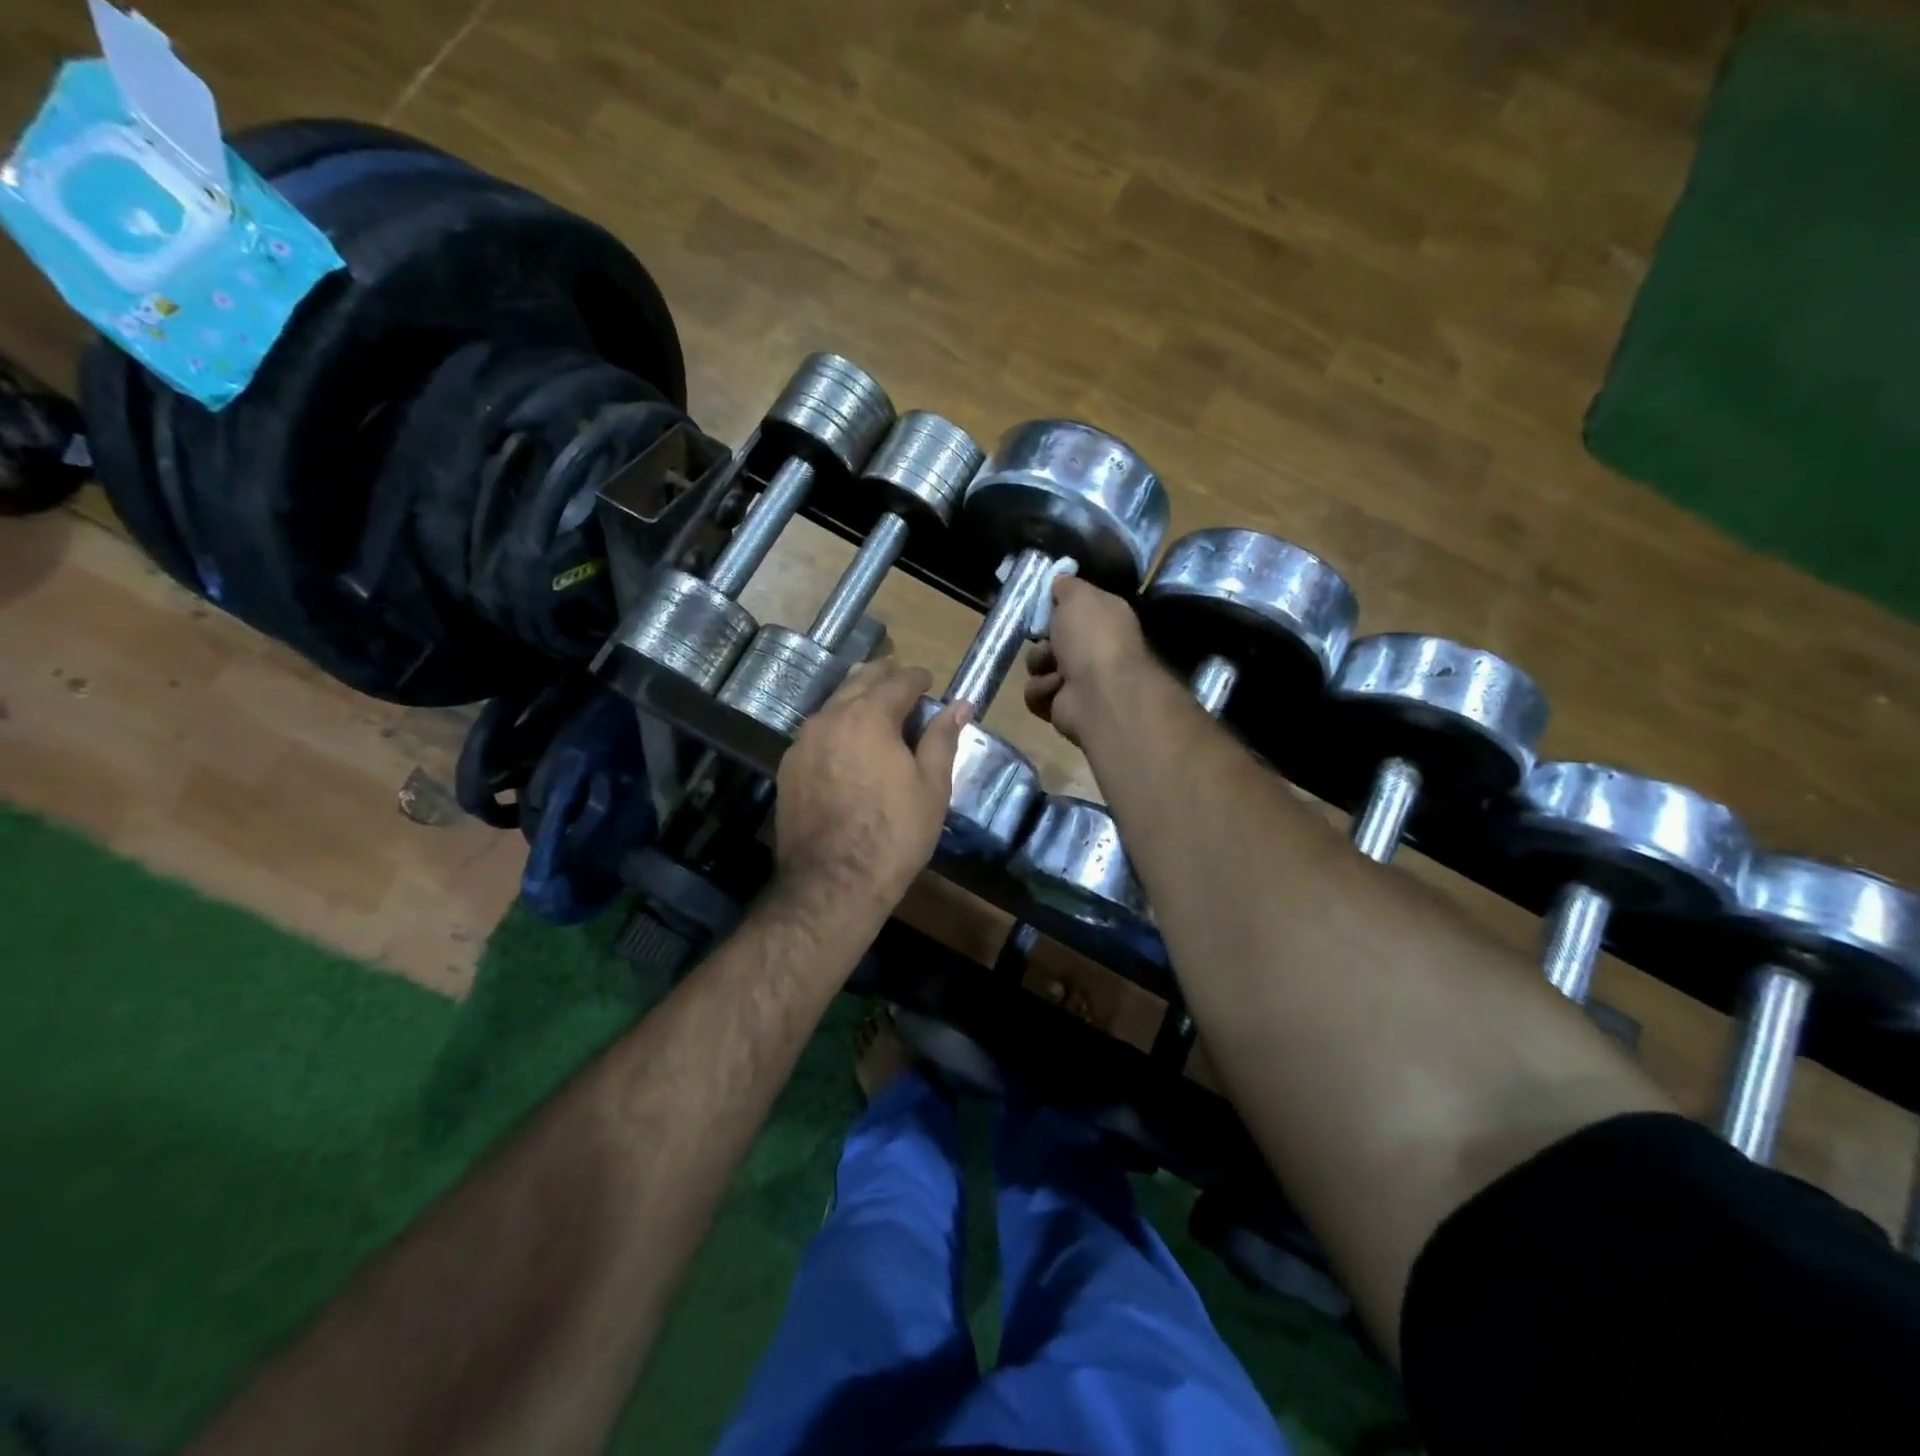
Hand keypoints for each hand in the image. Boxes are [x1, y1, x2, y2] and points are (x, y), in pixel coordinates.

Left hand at [773, 661, 969, 917]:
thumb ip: (942, 738)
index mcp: (869, 715)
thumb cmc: (894, 833)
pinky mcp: (789, 767)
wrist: (832, 882)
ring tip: (878, 712)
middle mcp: (830, 717)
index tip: (930, 684)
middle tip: (905, 688)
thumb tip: (960, 705)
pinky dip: (837, 726)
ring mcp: (803, 742)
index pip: (898, 681)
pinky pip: (817, 731)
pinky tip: (849, 745)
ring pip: (834, 704)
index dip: (918, 679)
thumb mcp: (931, 786)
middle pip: (859, 681)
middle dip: (885, 678)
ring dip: (858, 699)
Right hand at [1023, 575, 1154, 747]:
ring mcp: (1080, 682)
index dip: (1055, 607)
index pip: (1075, 610)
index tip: (1040, 605)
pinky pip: (1037, 694)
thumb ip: (1067, 585)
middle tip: (1046, 638)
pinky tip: (1056, 689)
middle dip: (1043, 639)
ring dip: (1040, 665)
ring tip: (1055, 669)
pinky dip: (1042, 691)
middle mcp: (1095, 650)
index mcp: (1105, 620)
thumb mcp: (1079, 596)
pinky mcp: (1064, 707)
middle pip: (1052, 639)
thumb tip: (1060, 577)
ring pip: (1039, 667)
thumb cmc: (1092, 637)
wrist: (1099, 693)